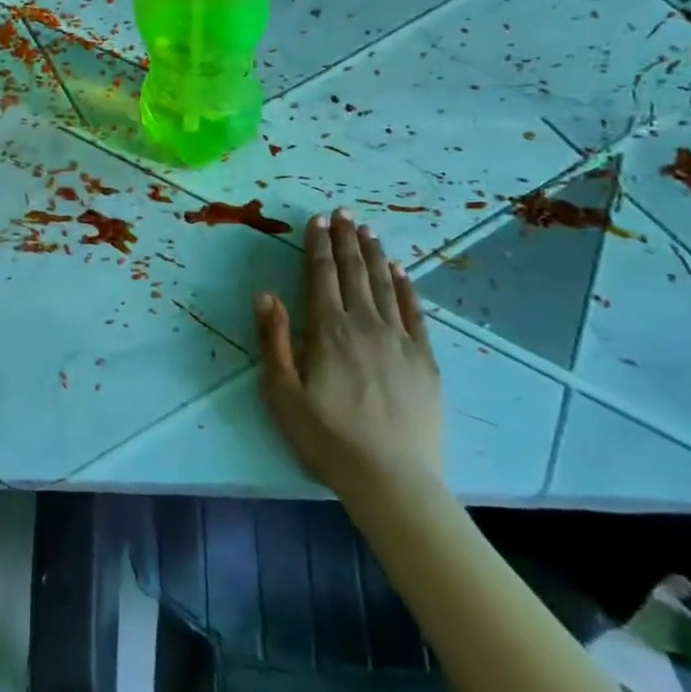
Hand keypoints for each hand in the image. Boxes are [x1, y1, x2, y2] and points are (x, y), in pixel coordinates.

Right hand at [253, 210, 444, 501]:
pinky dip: (405, 286)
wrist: (391, 479)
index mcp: (328, 331)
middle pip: (353, 272)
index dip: (318, 246)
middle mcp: (365, 325)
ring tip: (367, 230)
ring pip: (384, 285)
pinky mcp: (424, 359)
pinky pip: (413, 311)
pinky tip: (400, 270)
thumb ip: (274, 340)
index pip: (321, 276)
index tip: (317, 220)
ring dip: (373, 254)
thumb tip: (266, 294)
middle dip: (346, 240)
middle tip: (343, 212)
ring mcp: (400, 340)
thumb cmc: (326, 438)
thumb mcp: (282, 393)